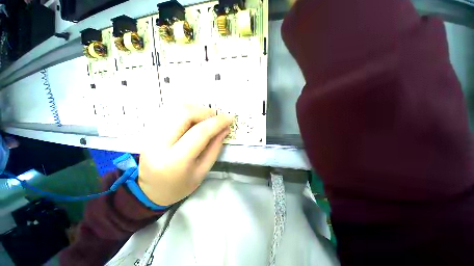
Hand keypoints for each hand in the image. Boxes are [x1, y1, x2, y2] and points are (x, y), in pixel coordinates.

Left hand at [138, 106, 232, 205]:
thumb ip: (215, 148)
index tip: (230, 118)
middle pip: (184, 113)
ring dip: (196, 110)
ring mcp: (150, 134)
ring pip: (175, 108)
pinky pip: (170, 111)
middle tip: (216, 118)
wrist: (150, 190)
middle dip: (205, 112)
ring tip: (205, 119)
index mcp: (175, 161)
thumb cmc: (179, 186)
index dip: (217, 122)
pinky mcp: (148, 130)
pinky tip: (193, 120)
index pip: (199, 132)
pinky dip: (186, 111)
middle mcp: (158, 144)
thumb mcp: (202, 171)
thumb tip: (225, 128)